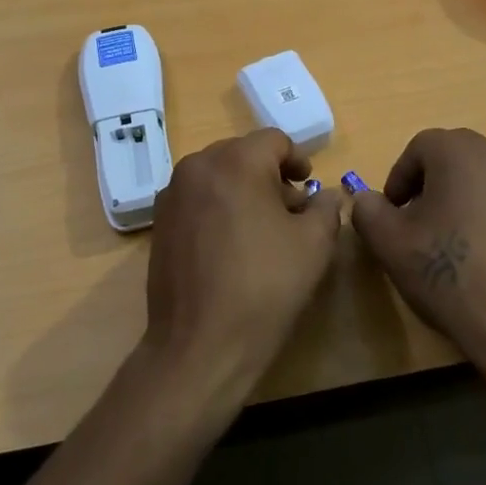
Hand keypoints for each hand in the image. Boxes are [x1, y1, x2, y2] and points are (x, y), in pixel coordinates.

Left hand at [140, 129, 342, 402]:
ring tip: (262, 229)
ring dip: (243, 190)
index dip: (298, 160)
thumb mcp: (314, 245)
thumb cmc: (264, 286)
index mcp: (236, 162)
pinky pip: (197, 198)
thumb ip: (325, 208)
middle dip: (270, 175)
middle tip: (291, 210)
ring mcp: (172, 194)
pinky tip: (231, 245)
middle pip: (243, 154)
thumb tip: (323, 196)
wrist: (200, 344)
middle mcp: (198, 166)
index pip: (274, 140)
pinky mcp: (159, 222)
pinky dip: (218, 207)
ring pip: (217, 175)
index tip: (309, 187)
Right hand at [349, 129, 485, 374]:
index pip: (418, 149)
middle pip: (453, 158)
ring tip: (452, 239)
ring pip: (483, 177)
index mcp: (460, 150)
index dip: (399, 180)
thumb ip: (368, 210)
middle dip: (431, 186)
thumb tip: (367, 198)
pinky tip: (485, 252)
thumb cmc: (449, 274)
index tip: (393, 214)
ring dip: (463, 197)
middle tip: (418, 225)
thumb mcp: (389, 243)